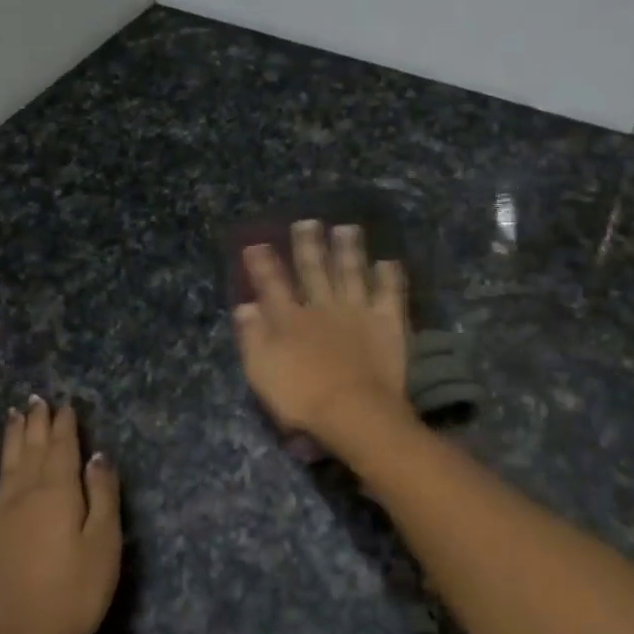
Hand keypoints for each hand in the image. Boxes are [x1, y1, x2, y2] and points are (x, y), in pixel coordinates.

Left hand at [0, 398, 120, 633]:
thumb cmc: (78, 592)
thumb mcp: (106, 542)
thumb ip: (102, 494)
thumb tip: (97, 456)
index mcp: (58, 492)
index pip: (63, 448)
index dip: (65, 425)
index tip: (66, 405)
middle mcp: (24, 495)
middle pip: (31, 450)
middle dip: (36, 423)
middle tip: (38, 399)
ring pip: (5, 465)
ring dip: (10, 438)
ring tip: (14, 414)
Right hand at [233, 220, 409, 447]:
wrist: (353, 411)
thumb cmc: (301, 398)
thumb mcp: (261, 371)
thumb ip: (252, 337)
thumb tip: (244, 306)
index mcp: (289, 319)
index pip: (272, 284)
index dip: (263, 264)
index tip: (256, 244)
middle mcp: (322, 306)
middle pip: (313, 269)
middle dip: (308, 245)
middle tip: (306, 222)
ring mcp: (357, 310)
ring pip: (351, 271)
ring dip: (348, 249)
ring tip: (346, 228)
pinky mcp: (387, 321)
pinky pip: (389, 292)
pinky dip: (388, 275)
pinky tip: (387, 261)